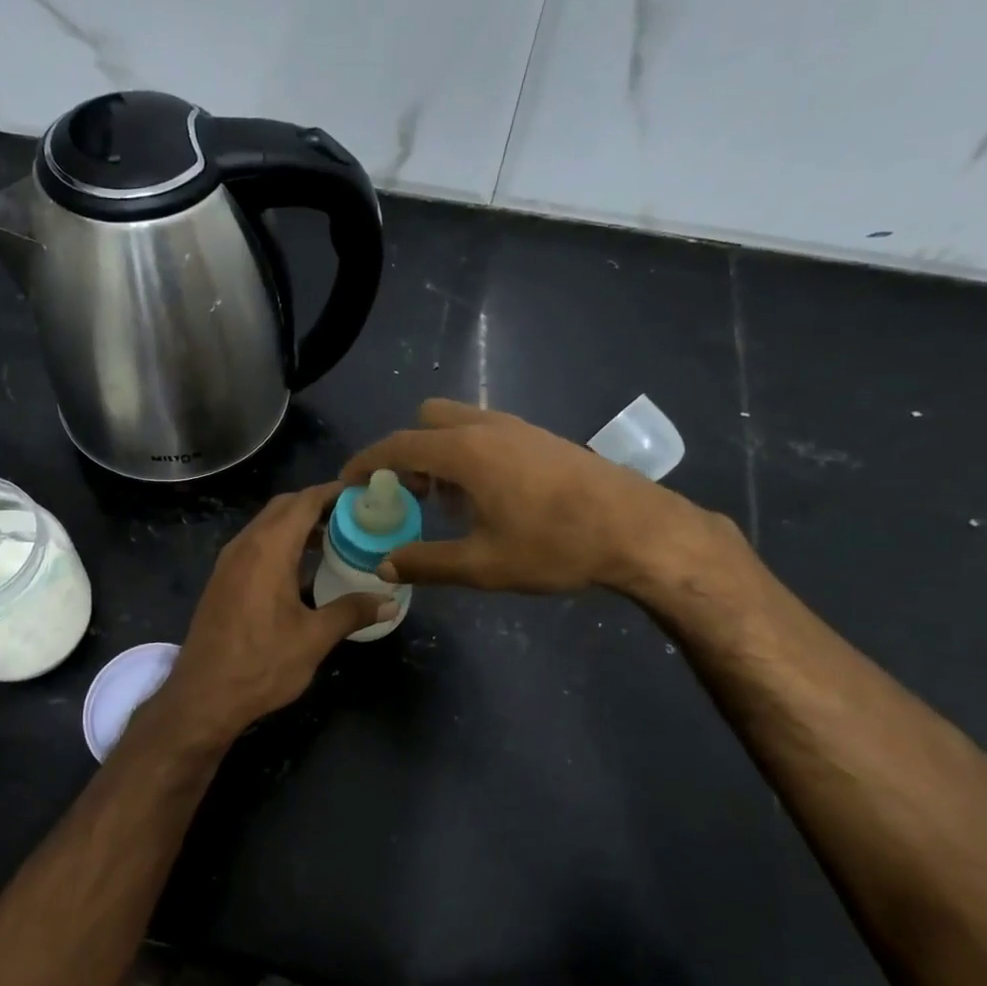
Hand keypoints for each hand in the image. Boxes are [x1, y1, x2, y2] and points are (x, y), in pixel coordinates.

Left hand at [147, 483, 392, 744]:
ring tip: (335, 540)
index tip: (362, 494)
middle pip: (283, 507)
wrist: (203, 697)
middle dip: (317, 505)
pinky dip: (281, 543)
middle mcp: (245, 545)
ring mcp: (229, 562)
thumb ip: (352, 612)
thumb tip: (389, 602)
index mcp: (268, 549)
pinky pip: (255, 545)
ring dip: (297, 525)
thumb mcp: (314, 639)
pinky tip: (302, 569)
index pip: (304, 501)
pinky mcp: (222, 580)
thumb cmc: (261, 664)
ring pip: (267, 526)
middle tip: (353, 517)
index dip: (334, 492)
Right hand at [340, 398, 730, 597]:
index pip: (398, 445)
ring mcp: (518, 428)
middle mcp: (486, 427)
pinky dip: (468, 453)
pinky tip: (488, 497)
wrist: (639, 530)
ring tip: (447, 501)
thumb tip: (385, 565)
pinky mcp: (541, 437)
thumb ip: (426, 562)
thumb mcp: (483, 565)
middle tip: (408, 494)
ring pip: (458, 423)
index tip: (347, 483)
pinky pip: (486, 432)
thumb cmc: (555, 546)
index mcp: (465, 451)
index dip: (366, 463)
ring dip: (439, 452)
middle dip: (406, 452)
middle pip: (426, 421)